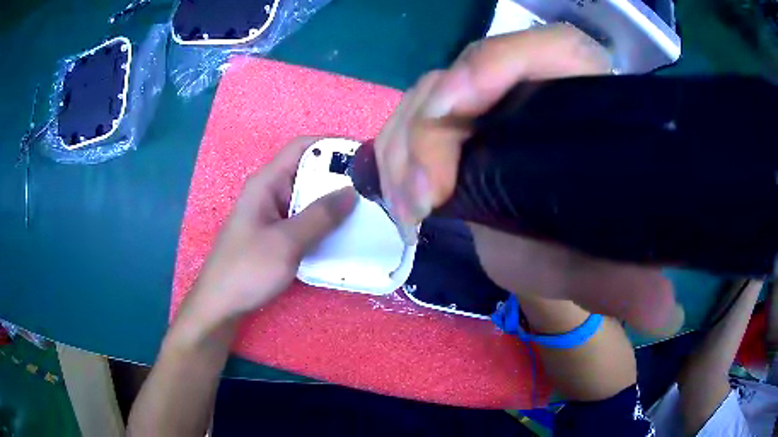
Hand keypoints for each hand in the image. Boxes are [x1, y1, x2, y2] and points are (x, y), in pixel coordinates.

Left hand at [187, 137, 356, 321]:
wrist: (221, 304)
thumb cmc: (247, 269)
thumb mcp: (286, 242)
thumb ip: (320, 216)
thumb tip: (352, 191)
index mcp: (266, 183)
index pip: (301, 147)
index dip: (332, 145)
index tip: (363, 155)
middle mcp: (270, 192)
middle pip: (308, 172)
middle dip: (339, 176)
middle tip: (372, 187)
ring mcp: (273, 214)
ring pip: (308, 198)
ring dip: (334, 201)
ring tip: (367, 208)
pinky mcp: (276, 234)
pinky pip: (304, 219)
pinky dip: (324, 221)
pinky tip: (344, 232)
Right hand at [374, 24, 683, 335]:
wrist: (538, 246)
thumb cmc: (571, 244)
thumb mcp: (593, 264)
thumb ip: (625, 284)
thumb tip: (668, 316)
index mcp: (579, 95)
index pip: (553, 47)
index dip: (502, 60)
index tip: (461, 104)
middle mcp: (529, 84)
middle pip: (468, 70)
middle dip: (431, 128)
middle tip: (423, 197)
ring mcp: (483, 98)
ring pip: (426, 96)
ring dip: (403, 150)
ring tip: (408, 210)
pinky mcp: (449, 121)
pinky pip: (406, 121)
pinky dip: (392, 159)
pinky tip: (400, 201)